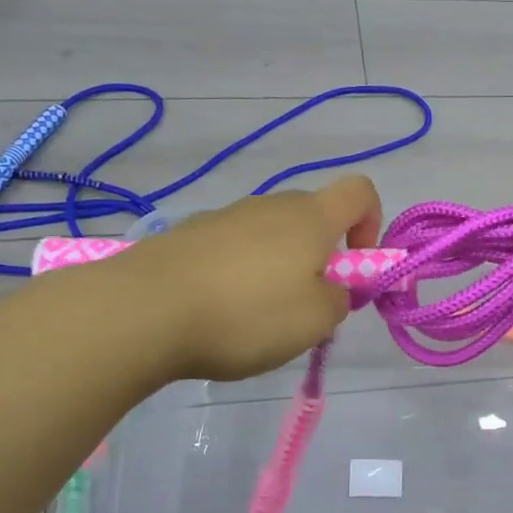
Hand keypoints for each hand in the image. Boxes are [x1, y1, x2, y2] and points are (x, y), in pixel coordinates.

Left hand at [132, 176, 382, 381]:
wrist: (141, 310)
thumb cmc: (246, 313)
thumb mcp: (316, 321)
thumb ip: (340, 299)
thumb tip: (331, 288)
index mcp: (311, 218)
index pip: (360, 191)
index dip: (372, 224)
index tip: (354, 266)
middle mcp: (270, 205)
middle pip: (313, 217)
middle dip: (321, 257)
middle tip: (304, 307)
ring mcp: (225, 217)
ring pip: (270, 235)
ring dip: (277, 269)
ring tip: (253, 318)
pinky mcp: (189, 235)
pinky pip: (232, 249)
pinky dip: (238, 275)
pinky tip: (216, 313)